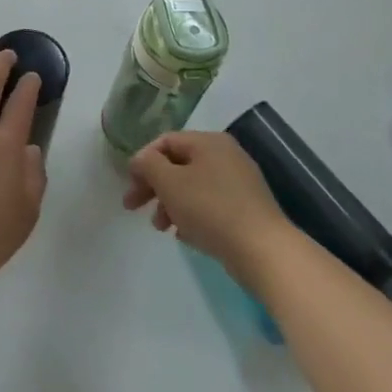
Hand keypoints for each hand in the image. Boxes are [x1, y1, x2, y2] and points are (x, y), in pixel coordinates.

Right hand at [123, 130, 291, 284]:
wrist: (263, 250)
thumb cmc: (211, 209)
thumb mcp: (170, 182)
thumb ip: (148, 165)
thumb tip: (141, 160)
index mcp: (209, 141)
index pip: (165, 141)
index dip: (142, 161)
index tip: (128, 185)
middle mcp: (226, 155)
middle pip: (178, 164)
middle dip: (153, 186)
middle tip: (133, 207)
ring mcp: (239, 183)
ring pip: (193, 187)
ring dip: (170, 204)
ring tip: (161, 228)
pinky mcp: (246, 209)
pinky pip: (210, 205)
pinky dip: (192, 215)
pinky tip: (184, 235)